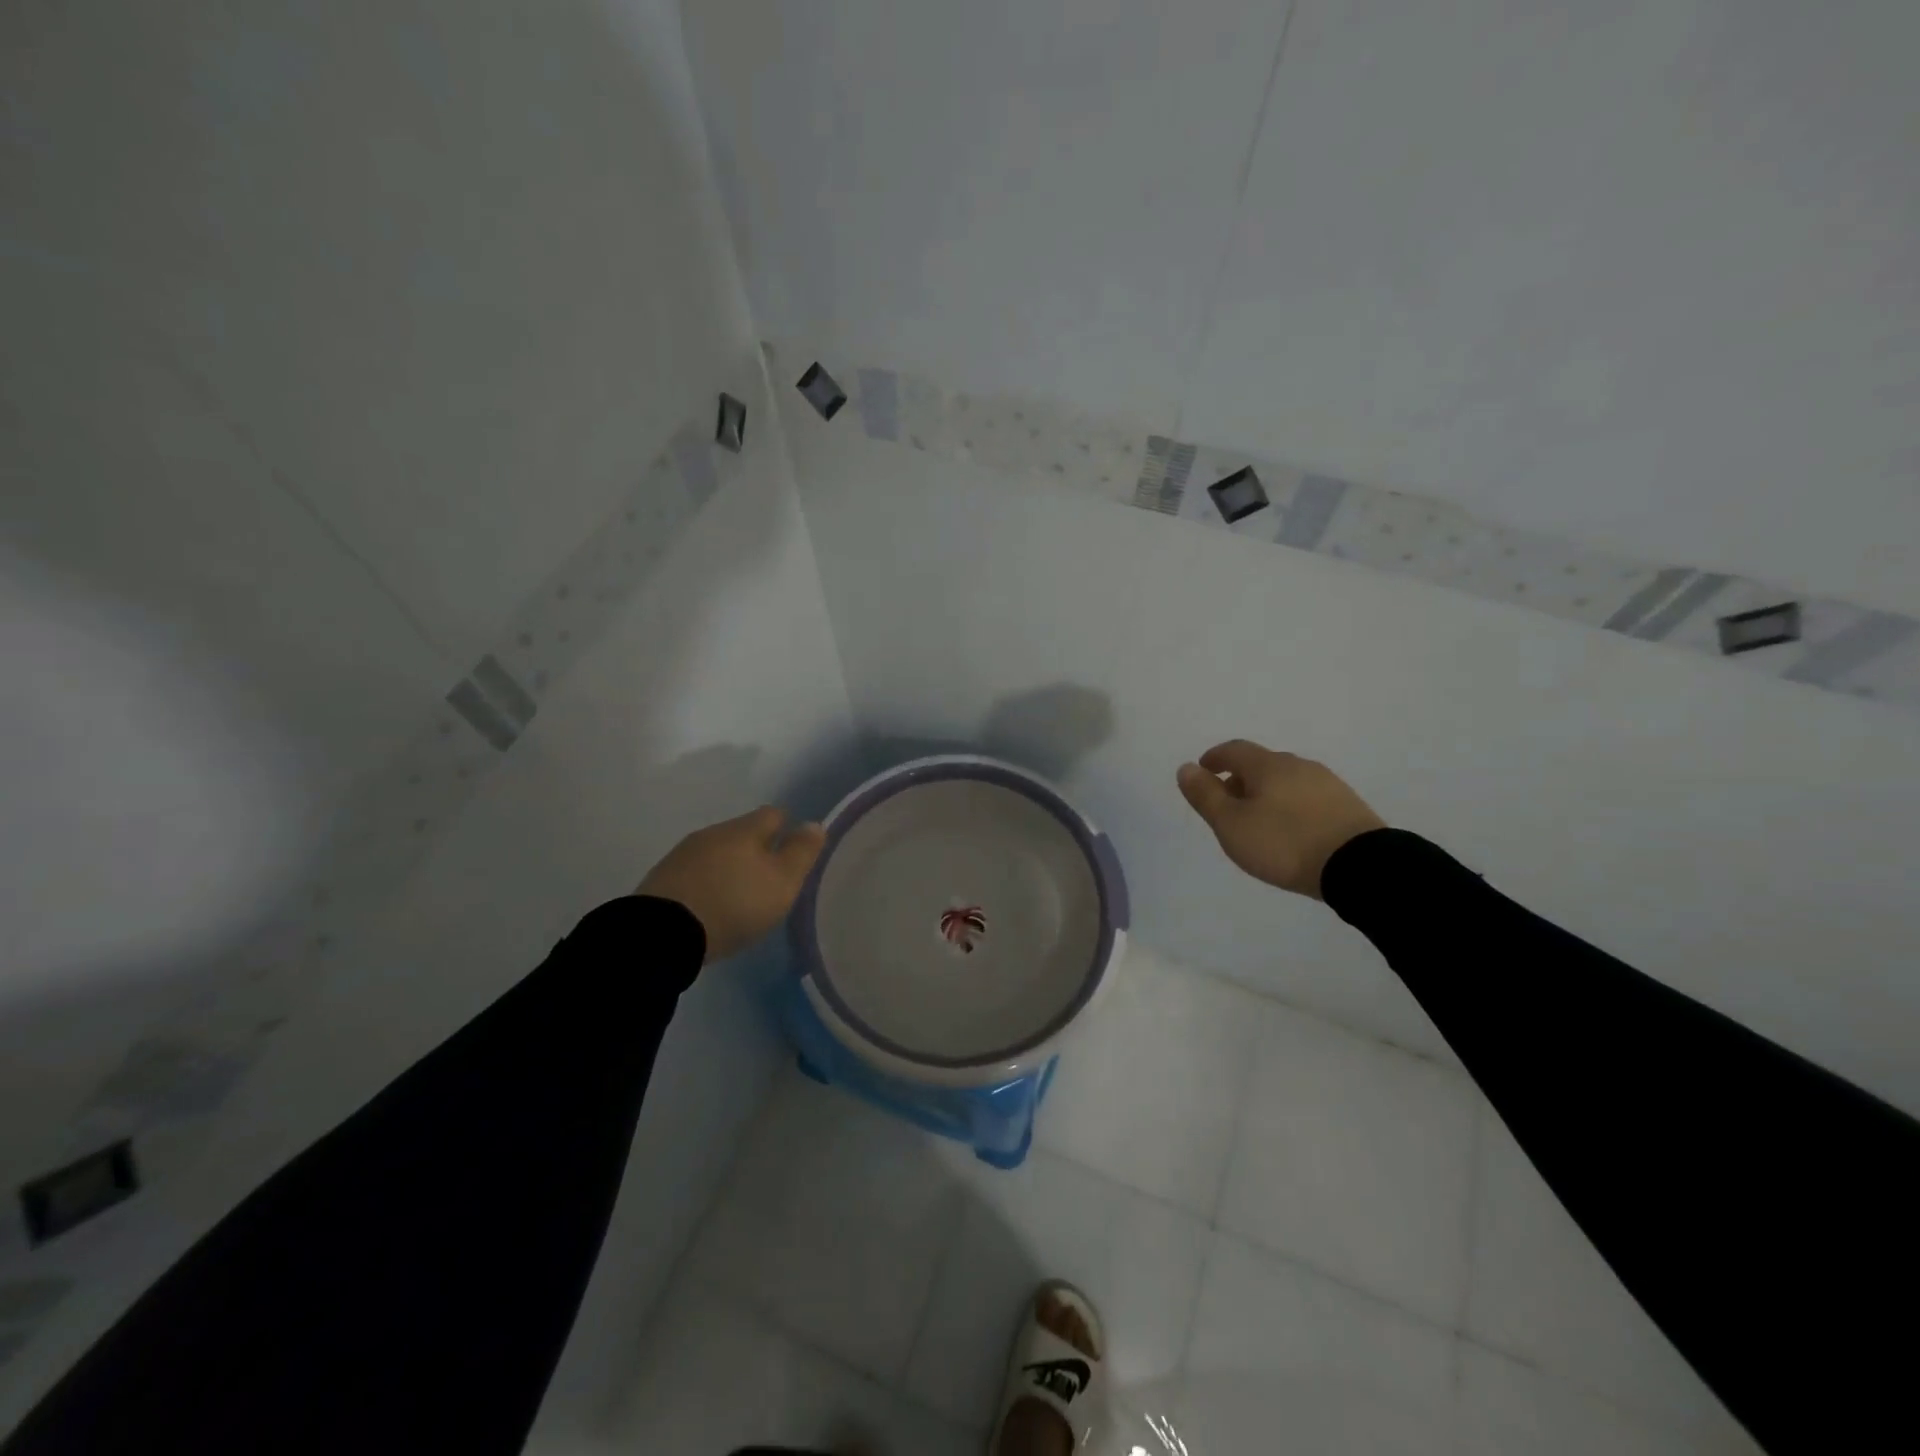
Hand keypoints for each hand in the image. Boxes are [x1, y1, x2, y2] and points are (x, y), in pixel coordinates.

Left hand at [636, 806, 825, 961]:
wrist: (663, 934)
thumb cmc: (734, 904)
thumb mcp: (782, 882)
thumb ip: (801, 852)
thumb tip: (814, 824)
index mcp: (745, 829)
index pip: (773, 813)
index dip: (787, 827)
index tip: (793, 849)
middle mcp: (713, 832)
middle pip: (743, 832)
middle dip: (757, 848)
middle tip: (769, 876)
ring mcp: (683, 854)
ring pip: (717, 850)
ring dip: (729, 865)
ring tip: (739, 893)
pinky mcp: (661, 878)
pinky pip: (694, 871)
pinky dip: (707, 881)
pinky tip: (710, 903)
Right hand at [1176, 740, 1384, 899]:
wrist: (1359, 866)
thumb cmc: (1284, 842)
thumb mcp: (1231, 823)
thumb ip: (1206, 795)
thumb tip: (1186, 768)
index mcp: (1267, 765)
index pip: (1234, 750)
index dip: (1215, 758)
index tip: (1203, 769)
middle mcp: (1298, 766)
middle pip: (1262, 764)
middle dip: (1241, 778)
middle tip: (1227, 802)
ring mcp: (1327, 784)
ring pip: (1287, 780)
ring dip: (1267, 793)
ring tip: (1258, 820)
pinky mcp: (1348, 806)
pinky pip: (1308, 797)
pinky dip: (1291, 805)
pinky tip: (1291, 829)